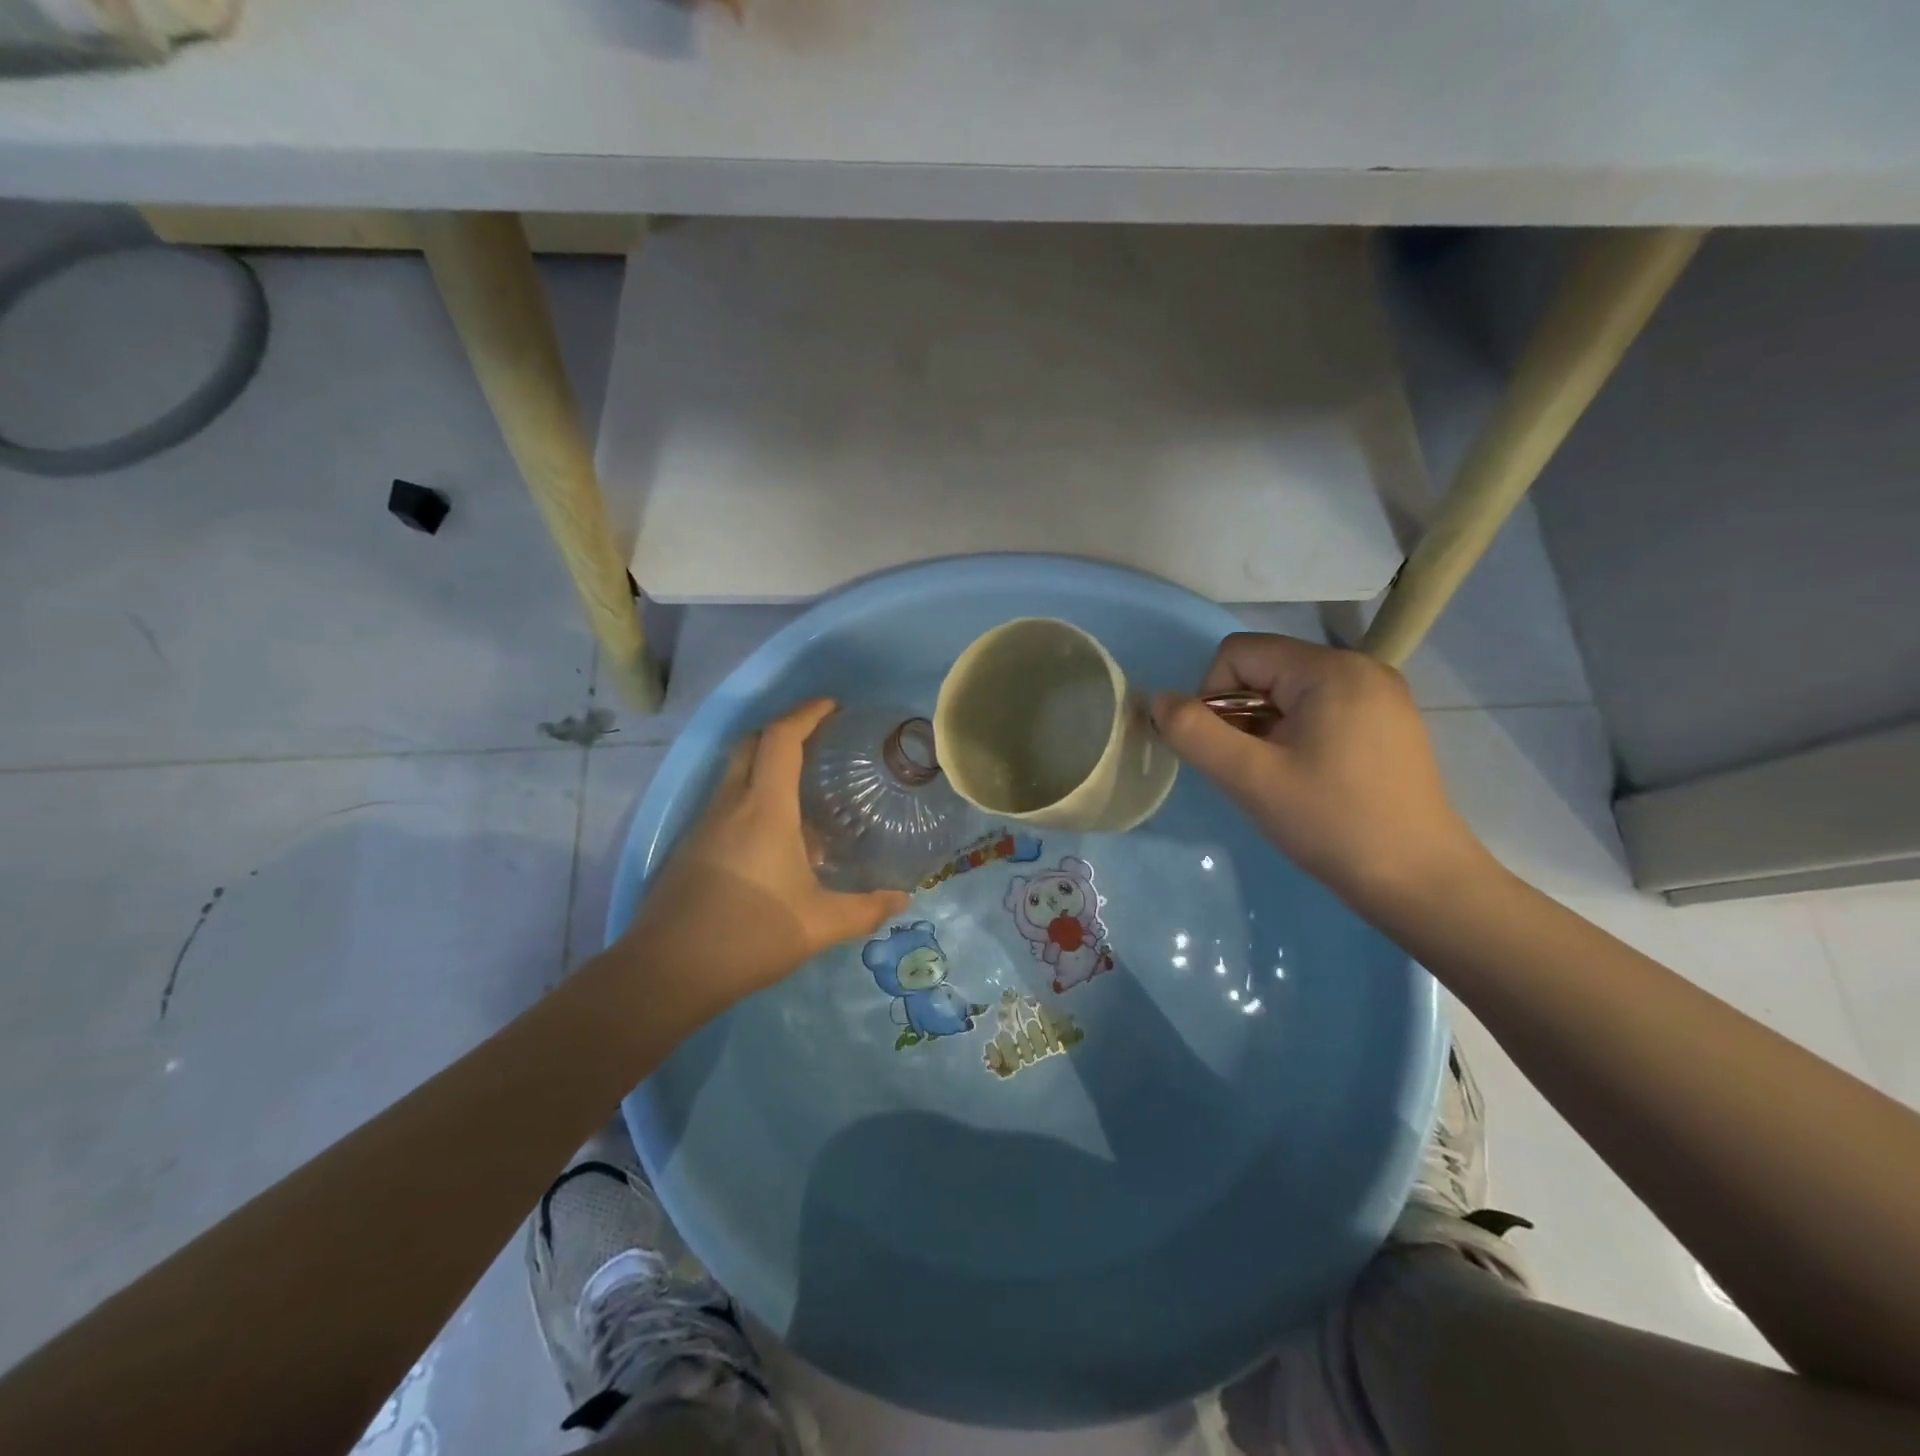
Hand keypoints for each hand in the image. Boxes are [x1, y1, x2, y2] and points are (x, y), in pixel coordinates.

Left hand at [614, 699, 909, 1020]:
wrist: (666, 972)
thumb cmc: (749, 936)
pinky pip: (726, 803)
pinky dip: (753, 798)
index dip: (806, 713)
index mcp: (763, 808)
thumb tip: (902, 899)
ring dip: (766, 765)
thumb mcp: (819, 925)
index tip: (831, 705)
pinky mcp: (691, 848)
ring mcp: (704, 825)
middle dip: (784, 730)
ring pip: (735, 773)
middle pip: (751, 744)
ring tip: (805, 788)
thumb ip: (865, 909)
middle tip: (819, 739)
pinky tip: (778, 838)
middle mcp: (729, 804)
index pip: (780, 739)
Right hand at [1151, 635, 1486, 912]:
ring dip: (1263, 729)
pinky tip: (1305, 778)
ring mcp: (1379, 695)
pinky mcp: (1387, 723)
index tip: (1227, 751)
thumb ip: (1193, 732)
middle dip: (1239, 715)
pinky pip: (1317, 710)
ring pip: (1287, 692)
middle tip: (1251, 770)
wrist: (1419, 881)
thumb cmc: (1332, 823)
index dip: (1212, 697)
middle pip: (1264, 669)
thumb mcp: (1250, 778)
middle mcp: (1359, 668)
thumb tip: (1156, 700)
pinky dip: (1293, 735)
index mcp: (1330, 669)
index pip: (1238, 653)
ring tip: (1278, 778)